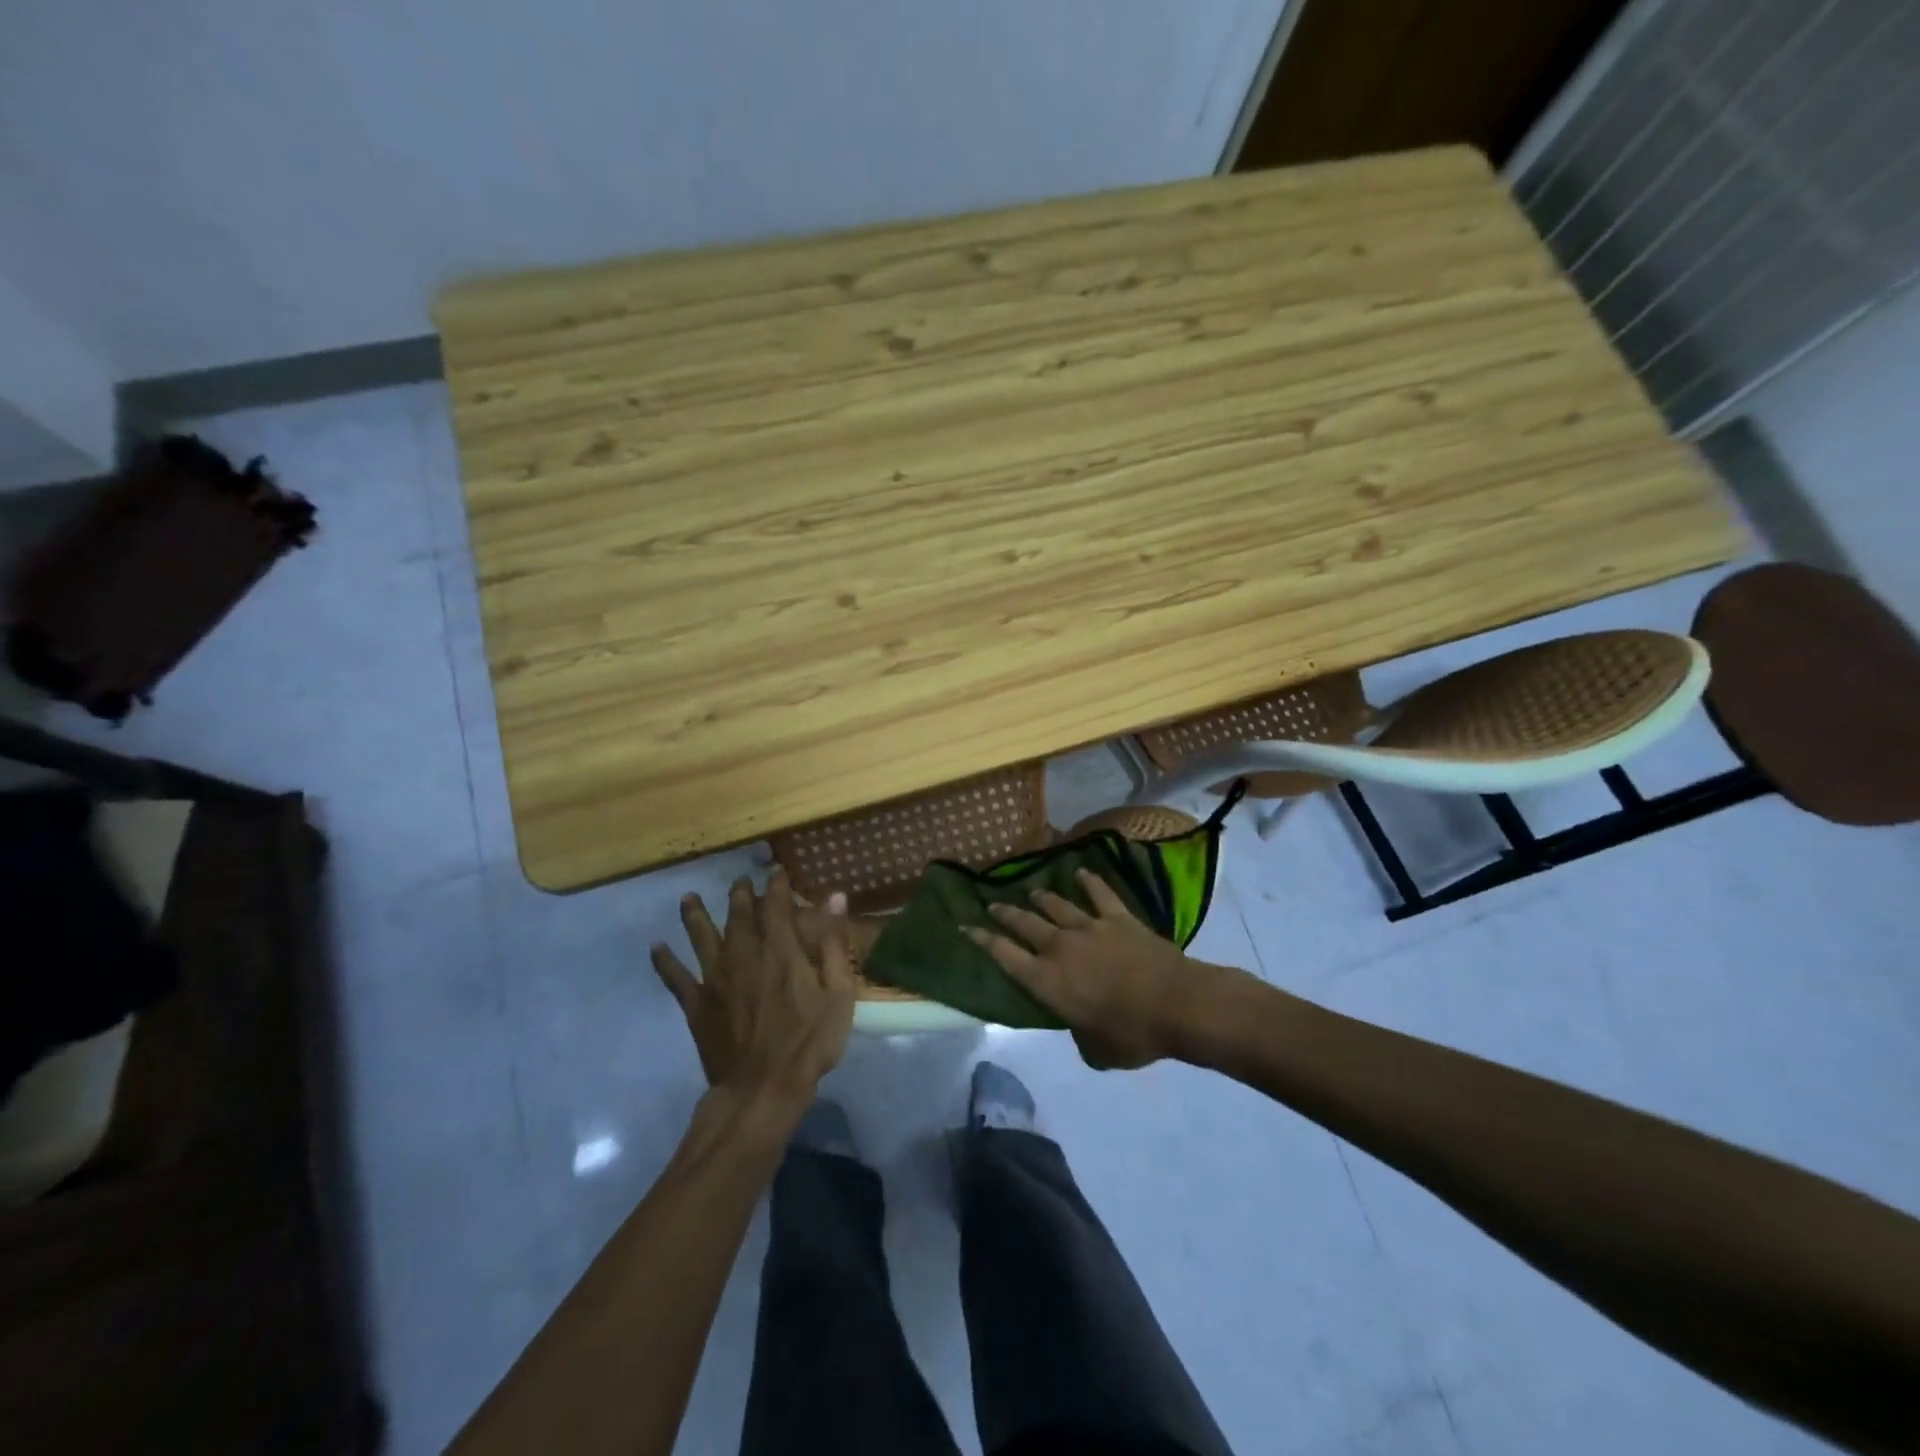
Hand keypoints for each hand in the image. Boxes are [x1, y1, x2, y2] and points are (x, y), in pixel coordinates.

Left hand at [650, 870, 855, 1112]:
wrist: (762, 1088)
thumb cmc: (808, 1042)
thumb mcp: (838, 993)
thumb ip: (834, 943)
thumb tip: (835, 896)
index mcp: (781, 950)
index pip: (777, 906)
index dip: (777, 886)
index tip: (776, 871)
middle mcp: (744, 955)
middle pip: (739, 917)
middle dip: (740, 896)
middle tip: (739, 881)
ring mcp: (716, 980)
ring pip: (702, 938)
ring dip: (695, 916)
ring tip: (688, 899)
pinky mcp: (698, 1005)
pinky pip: (676, 978)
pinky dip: (665, 962)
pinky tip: (656, 948)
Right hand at [966, 868, 1231, 1069]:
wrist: (1175, 1005)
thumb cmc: (1131, 1035)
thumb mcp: (1095, 1050)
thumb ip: (1079, 1034)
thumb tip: (1081, 1027)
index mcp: (1046, 980)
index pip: (1004, 955)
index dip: (982, 940)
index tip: (966, 926)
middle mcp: (1059, 947)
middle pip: (1024, 923)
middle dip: (1005, 914)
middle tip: (993, 904)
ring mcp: (1089, 927)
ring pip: (1057, 906)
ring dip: (1041, 898)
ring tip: (1032, 892)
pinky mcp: (1119, 918)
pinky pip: (1100, 894)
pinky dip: (1089, 882)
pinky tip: (1082, 873)